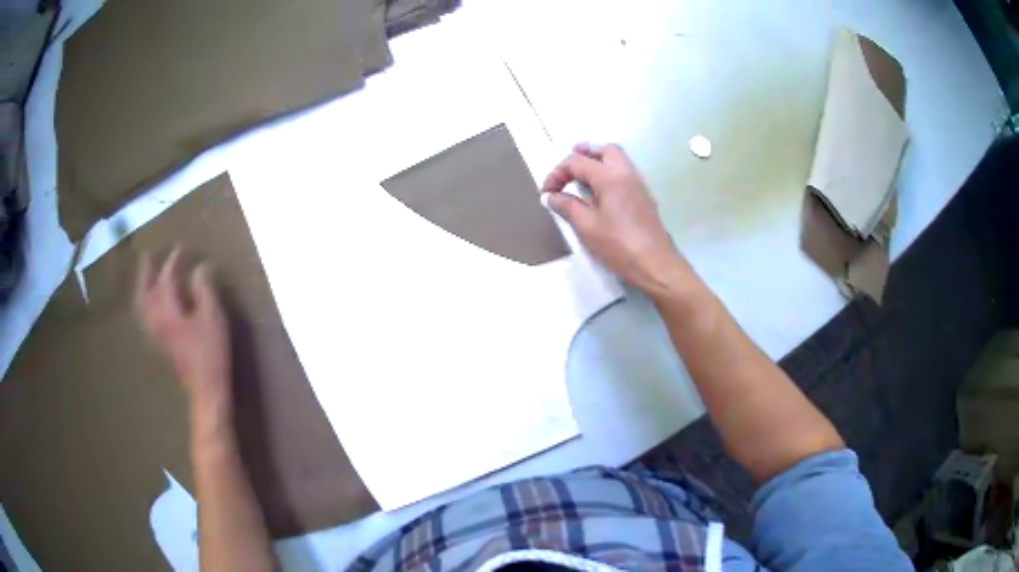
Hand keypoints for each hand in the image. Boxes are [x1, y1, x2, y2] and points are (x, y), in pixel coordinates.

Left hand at [134, 248, 230, 403]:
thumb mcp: (213, 318)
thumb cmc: (211, 353)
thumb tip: (199, 268)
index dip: (173, 262)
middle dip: (145, 273)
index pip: (166, 280)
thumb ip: (204, 290)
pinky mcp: (160, 345)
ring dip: (142, 289)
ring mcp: (156, 335)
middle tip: (148, 257)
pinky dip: (145, 306)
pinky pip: (146, 318)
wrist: (206, 389)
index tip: (180, 248)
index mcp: (168, 311)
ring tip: (145, 278)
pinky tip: (151, 305)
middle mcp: (156, 321)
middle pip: (145, 293)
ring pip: (142, 307)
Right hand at [541, 143, 689, 295]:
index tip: (546, 192)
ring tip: (581, 176)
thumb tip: (550, 196)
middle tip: (568, 167)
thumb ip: (567, 206)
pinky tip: (599, 191)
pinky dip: (609, 172)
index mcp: (610, 177)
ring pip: (618, 159)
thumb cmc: (619, 245)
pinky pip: (624, 172)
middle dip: (584, 153)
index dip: (557, 173)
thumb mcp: (586, 227)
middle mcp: (626, 173)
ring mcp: (638, 184)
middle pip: (605, 150)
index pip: (577, 162)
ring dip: (598, 161)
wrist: (655, 264)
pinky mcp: (643, 197)